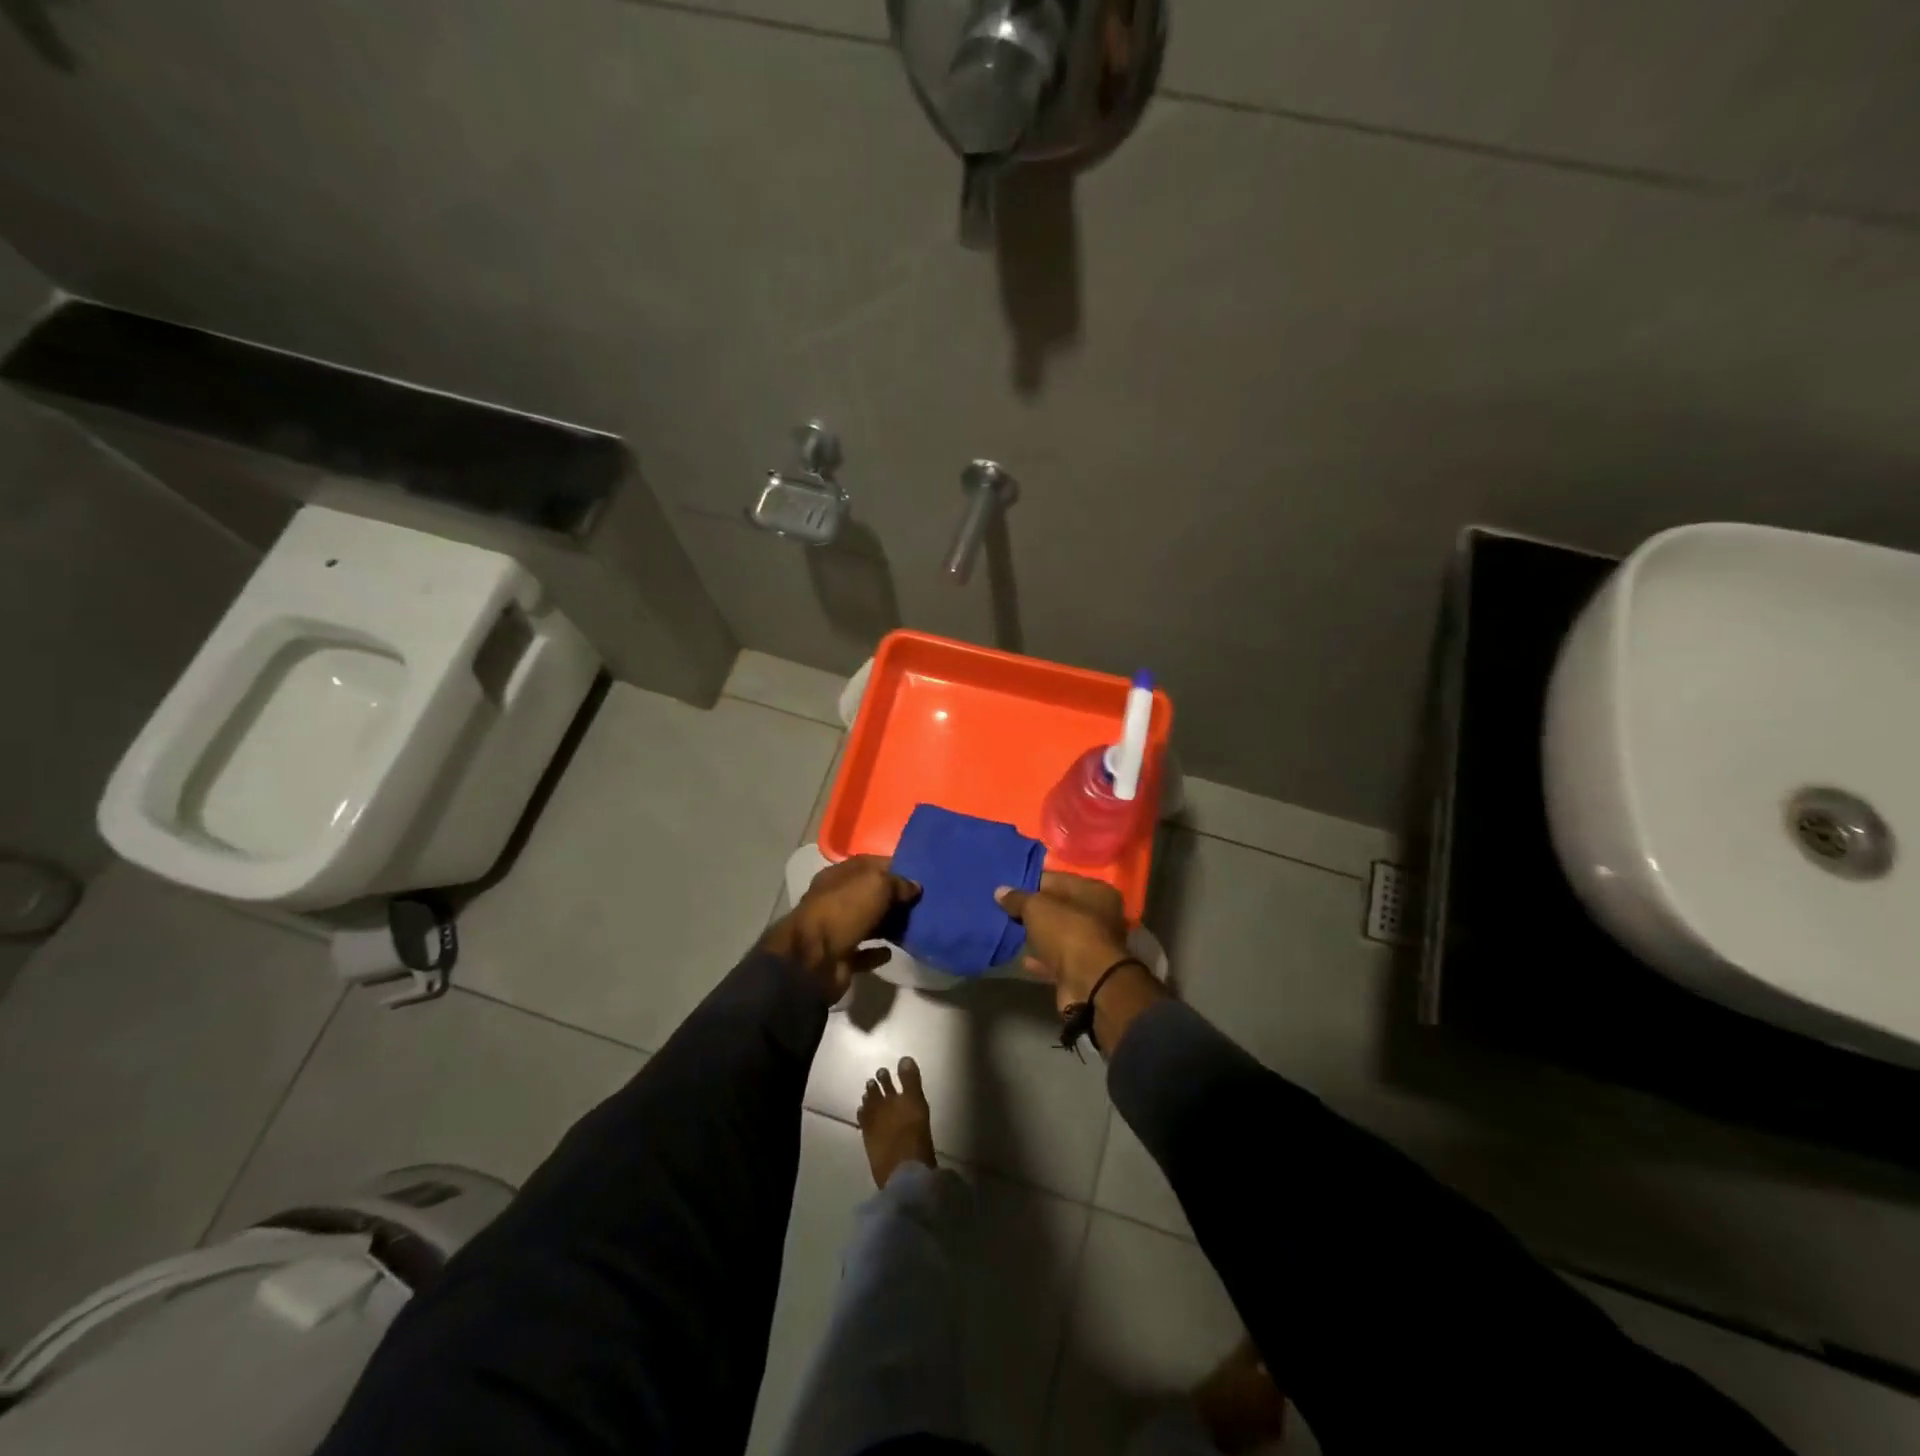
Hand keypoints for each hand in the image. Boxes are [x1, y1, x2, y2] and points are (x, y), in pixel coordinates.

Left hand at [763, 855, 920, 1001]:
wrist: (812, 960)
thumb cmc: (843, 910)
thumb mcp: (876, 884)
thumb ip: (898, 883)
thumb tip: (915, 886)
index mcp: (839, 875)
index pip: (870, 864)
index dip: (894, 867)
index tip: (920, 874)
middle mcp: (835, 899)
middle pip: (870, 894)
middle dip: (894, 897)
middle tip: (923, 902)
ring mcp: (836, 929)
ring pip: (868, 922)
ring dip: (888, 924)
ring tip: (915, 926)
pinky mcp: (840, 957)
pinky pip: (863, 952)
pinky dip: (877, 952)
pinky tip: (893, 951)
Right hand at [993, 872, 1133, 1015]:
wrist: (1089, 985)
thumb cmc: (1067, 932)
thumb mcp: (1036, 907)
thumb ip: (1018, 898)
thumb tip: (1000, 891)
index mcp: (1095, 891)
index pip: (1058, 880)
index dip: (1032, 883)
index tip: (1008, 888)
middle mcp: (1100, 915)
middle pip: (1060, 908)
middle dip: (1034, 910)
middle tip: (1005, 910)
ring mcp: (1093, 945)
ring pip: (1059, 935)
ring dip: (1038, 936)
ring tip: (1009, 932)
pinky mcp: (1083, 971)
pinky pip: (1057, 960)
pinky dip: (1041, 959)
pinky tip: (1022, 959)